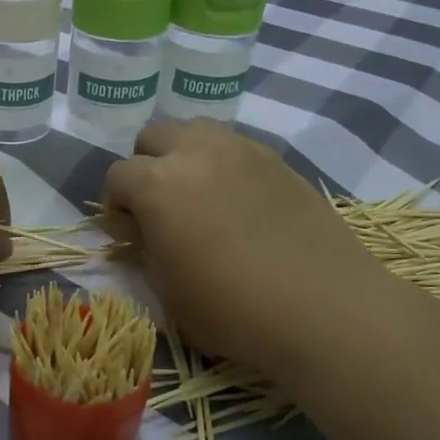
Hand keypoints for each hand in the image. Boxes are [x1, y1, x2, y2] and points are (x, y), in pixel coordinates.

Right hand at [102, 119, 382, 371]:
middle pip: (153, 136)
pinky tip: (237, 201)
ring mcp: (240, 150)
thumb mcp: (167, 291)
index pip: (117, 175)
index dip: (114, 204)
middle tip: (158, 207)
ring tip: (196, 194)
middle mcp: (195, 152)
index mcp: (157, 184)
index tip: (128, 232)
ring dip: (183, 154)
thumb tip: (138, 230)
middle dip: (145, 166)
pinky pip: (234, 146)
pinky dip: (222, 163)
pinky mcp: (277, 159)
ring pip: (195, 130)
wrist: (324, 307)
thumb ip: (143, 250)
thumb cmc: (233, 308)